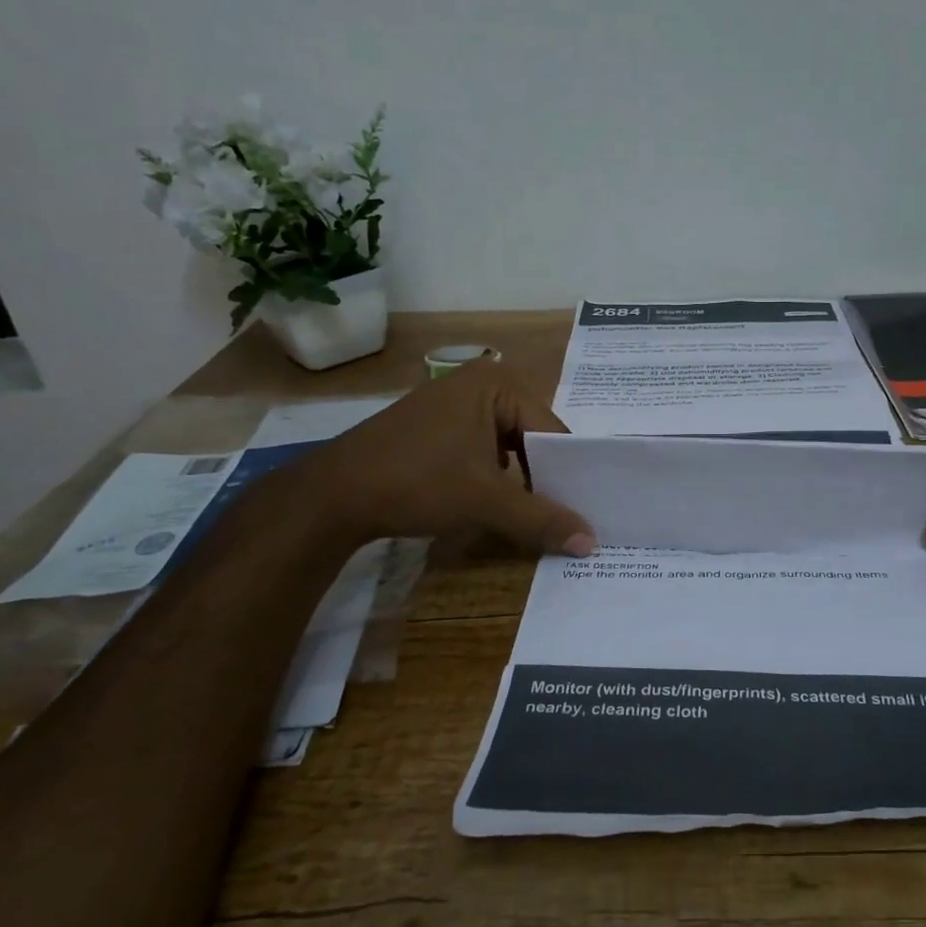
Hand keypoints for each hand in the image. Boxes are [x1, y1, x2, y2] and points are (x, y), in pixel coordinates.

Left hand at [283, 359, 595, 554]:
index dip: (568, 472)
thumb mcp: (487, 502)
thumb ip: (542, 520)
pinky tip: (496, 504)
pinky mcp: (433, 425)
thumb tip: (593, 543)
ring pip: (507, 445)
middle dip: (544, 477)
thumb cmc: (418, 481)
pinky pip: (481, 448)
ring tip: (535, 515)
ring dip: (519, 480)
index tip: (583, 510)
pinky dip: (492, 476)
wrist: (332, 495)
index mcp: (497, 383)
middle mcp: (478, 382)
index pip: (552, 430)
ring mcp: (452, 402)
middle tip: (563, 517)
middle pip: (531, 435)